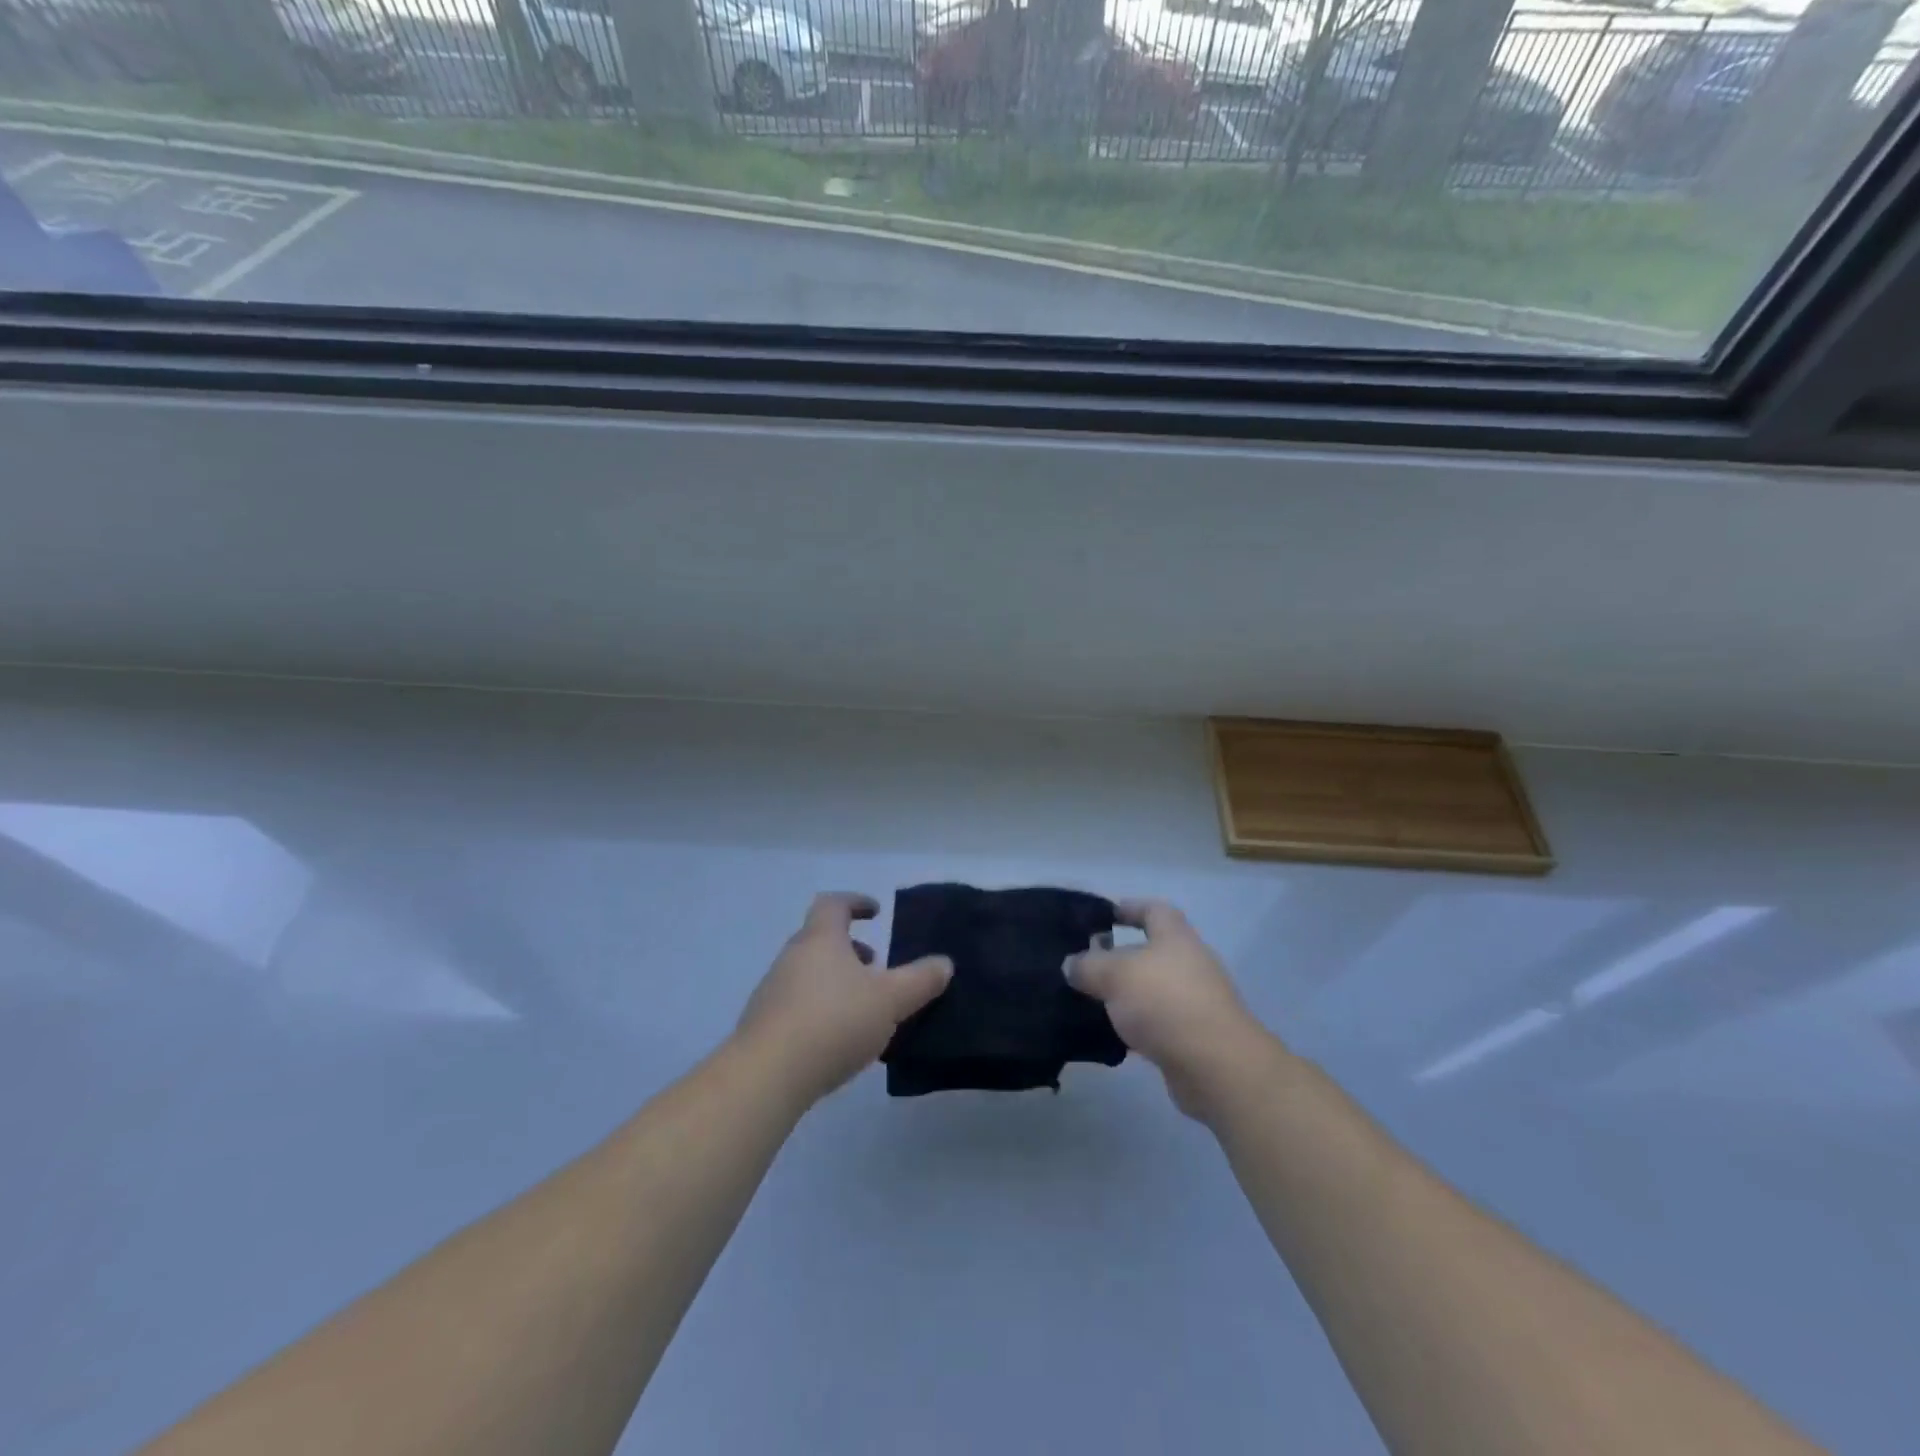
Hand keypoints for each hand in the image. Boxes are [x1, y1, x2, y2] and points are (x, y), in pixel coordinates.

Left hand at [736, 892, 952, 1105]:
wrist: (767, 1075)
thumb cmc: (834, 1022)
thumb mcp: (890, 1000)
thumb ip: (920, 980)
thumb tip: (944, 963)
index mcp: (821, 939)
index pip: (834, 904)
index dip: (855, 902)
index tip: (875, 912)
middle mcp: (792, 957)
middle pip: (820, 939)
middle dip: (850, 948)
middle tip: (876, 965)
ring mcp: (772, 991)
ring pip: (808, 972)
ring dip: (835, 979)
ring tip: (862, 1007)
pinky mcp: (763, 1026)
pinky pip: (797, 1004)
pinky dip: (820, 1008)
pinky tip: (837, 1039)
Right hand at [1066, 899, 1275, 1120]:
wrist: (1215, 1065)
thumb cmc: (1165, 1001)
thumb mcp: (1115, 974)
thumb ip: (1088, 965)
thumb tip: (1071, 964)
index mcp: (1175, 937)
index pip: (1153, 910)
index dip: (1130, 908)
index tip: (1103, 915)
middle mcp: (1188, 964)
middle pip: (1151, 951)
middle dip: (1119, 956)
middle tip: (1084, 963)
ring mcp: (1193, 1002)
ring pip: (1151, 989)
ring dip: (1124, 994)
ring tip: (1088, 1000)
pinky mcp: (1191, 1037)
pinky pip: (1155, 1023)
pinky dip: (1134, 1026)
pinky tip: (1108, 1035)